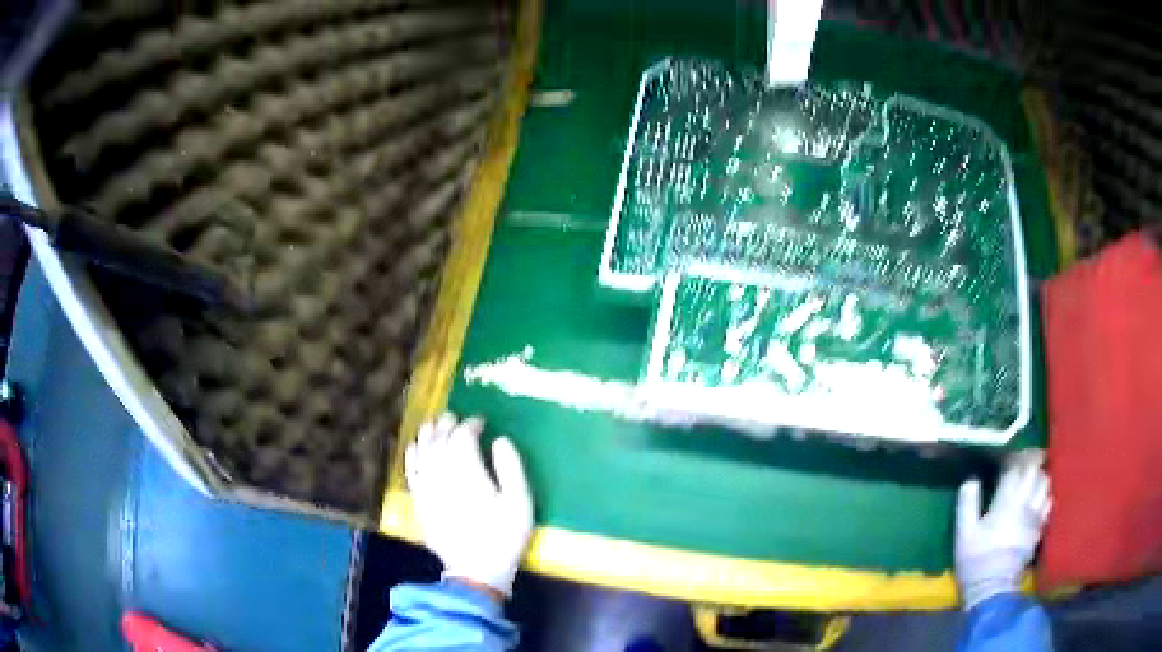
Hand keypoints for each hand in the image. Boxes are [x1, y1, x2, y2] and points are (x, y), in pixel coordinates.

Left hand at [405, 413, 533, 596]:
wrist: (475, 570)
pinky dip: (412, 454)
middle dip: (447, 424)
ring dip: (427, 434)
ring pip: (422, 451)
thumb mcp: (520, 502)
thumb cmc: (503, 535)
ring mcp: (426, 486)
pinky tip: (415, 448)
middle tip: (455, 417)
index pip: (463, 436)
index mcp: (467, 470)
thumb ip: (511, 467)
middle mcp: (441, 472)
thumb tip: (500, 440)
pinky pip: (411, 470)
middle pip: (439, 439)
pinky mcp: (419, 501)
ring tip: (434, 424)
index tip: (481, 422)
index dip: (471, 424)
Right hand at [955, 450, 1051, 608]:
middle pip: (1034, 472)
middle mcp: (1025, 502)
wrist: (993, 587)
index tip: (1009, 454)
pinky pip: (1048, 503)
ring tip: (1035, 476)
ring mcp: (1035, 516)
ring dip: (1040, 476)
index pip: (1015, 469)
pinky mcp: (1039, 529)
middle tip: (1026, 458)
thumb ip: (967, 503)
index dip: (1013, 458)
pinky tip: (1040, 498)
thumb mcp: (964, 533)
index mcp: (1006, 501)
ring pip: (1045, 484)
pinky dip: (1046, 495)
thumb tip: (970, 480)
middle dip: (1032, 461)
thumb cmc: (976, 559)